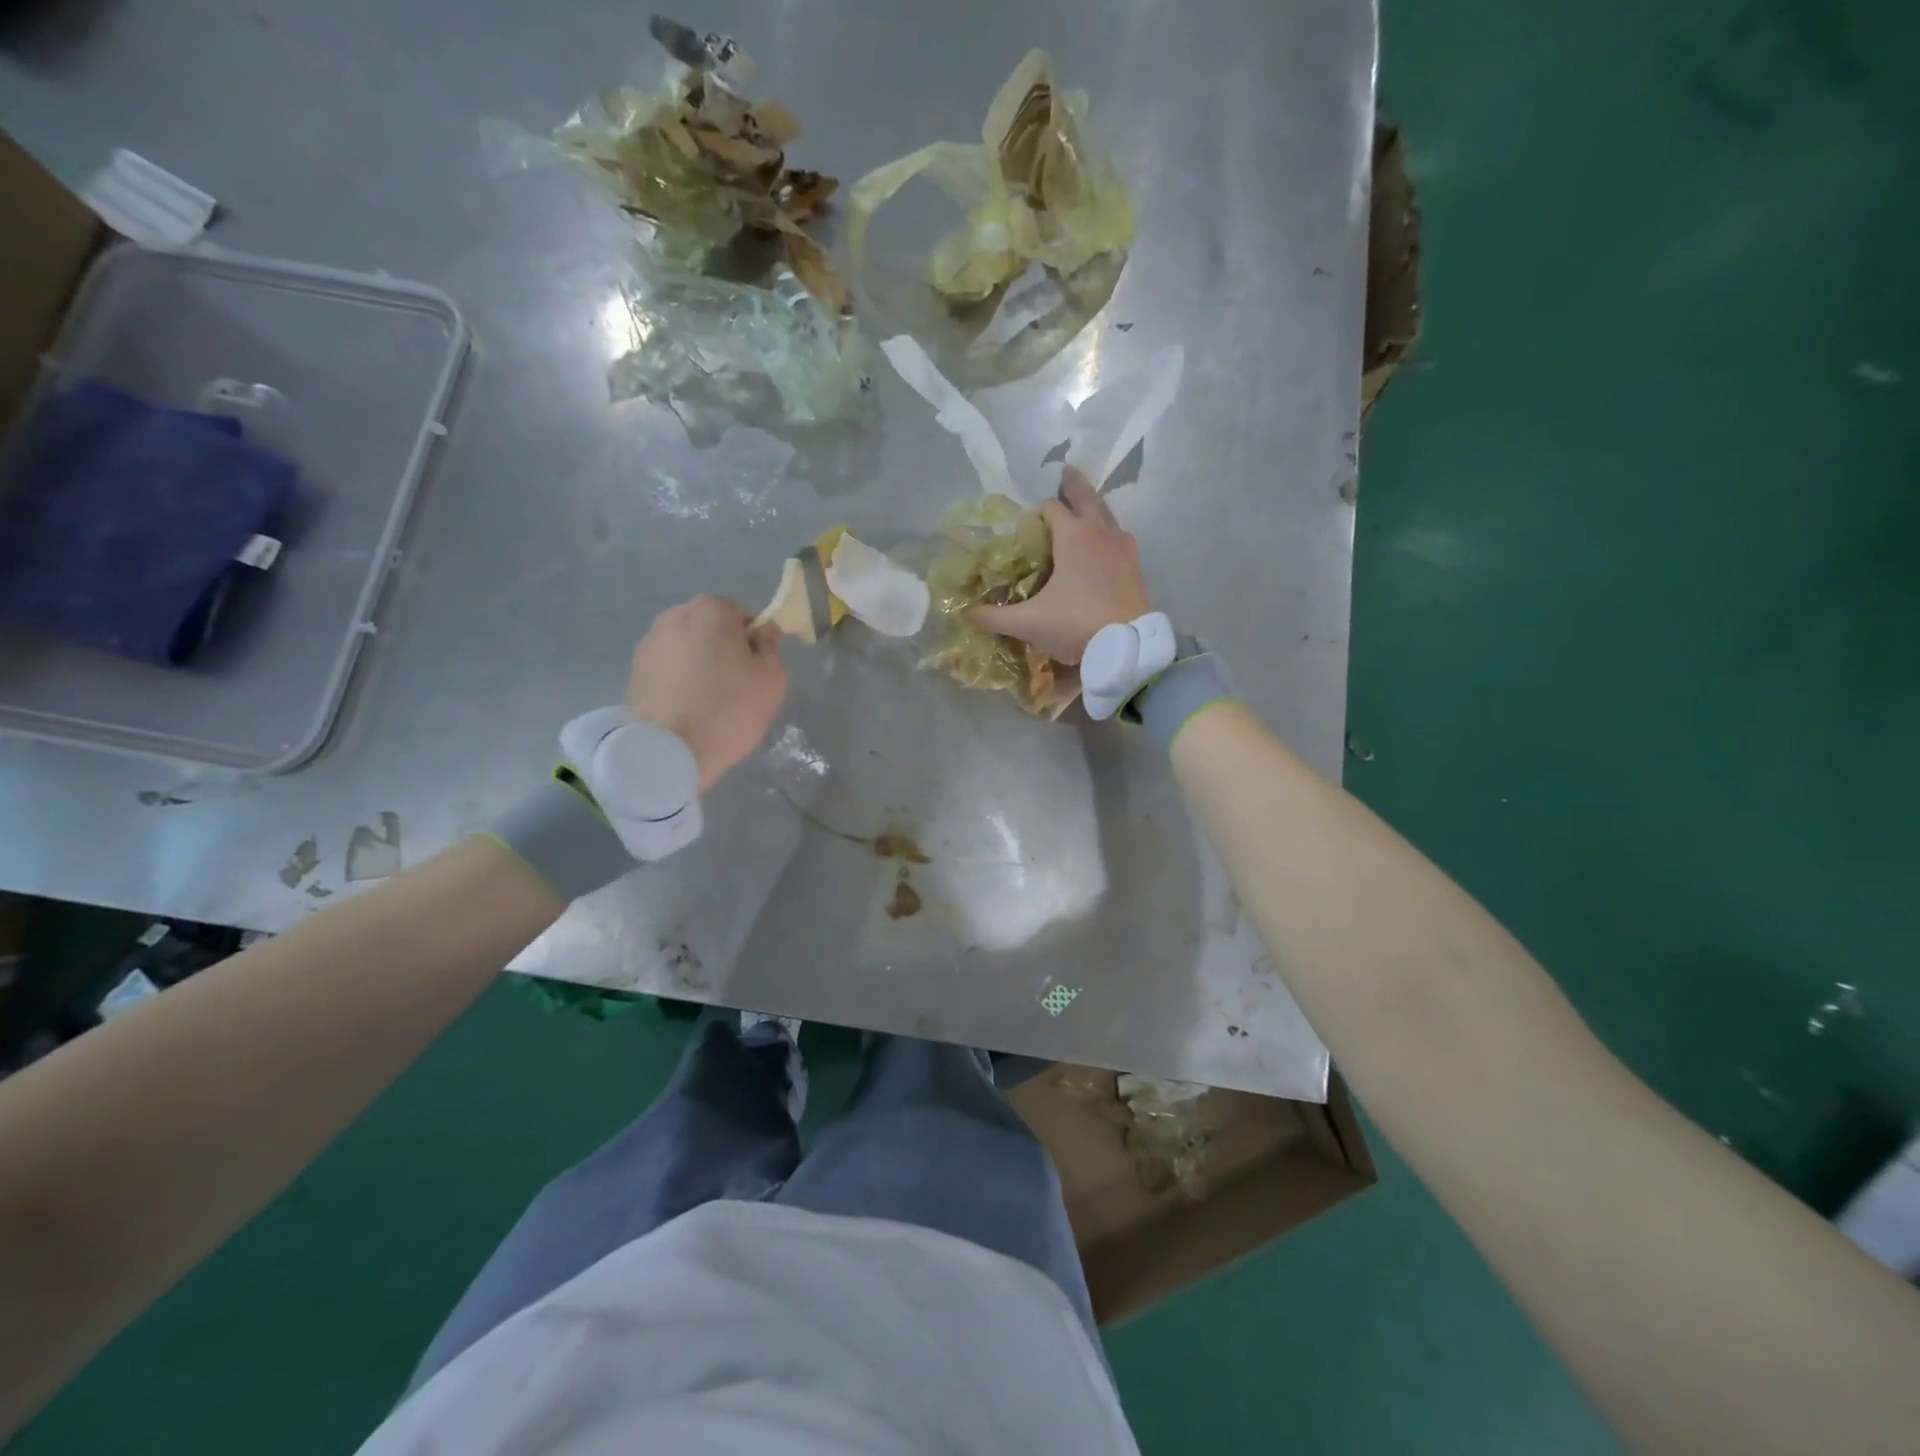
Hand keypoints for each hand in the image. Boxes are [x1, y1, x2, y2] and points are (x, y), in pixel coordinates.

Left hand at [626, 596, 788, 792]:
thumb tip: (763, 633)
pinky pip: (668, 667)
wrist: (670, 752)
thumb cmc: (729, 710)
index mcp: (711, 610)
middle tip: (734, 686)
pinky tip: (686, 708)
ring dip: (699, 663)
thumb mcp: (773, 679)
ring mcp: (649, 643)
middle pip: (711, 627)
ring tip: (707, 701)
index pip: (742, 615)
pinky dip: (679, 680)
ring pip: (687, 647)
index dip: (753, 641)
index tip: (755, 670)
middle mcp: (674, 616)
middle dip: (723, 648)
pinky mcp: (634, 671)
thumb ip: (771, 648)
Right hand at [968, 468, 1151, 663]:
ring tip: (1086, 508)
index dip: (1037, 511)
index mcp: (1072, 537)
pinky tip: (1107, 545)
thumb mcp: (1028, 623)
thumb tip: (966, 615)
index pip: (1051, 509)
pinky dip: (1110, 533)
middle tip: (1066, 473)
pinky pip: (1121, 538)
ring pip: (1107, 515)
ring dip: (1094, 508)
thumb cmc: (1075, 625)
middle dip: (1074, 486)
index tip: (1028, 521)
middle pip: (1086, 497)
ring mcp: (1122, 547)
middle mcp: (1099, 533)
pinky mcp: (1136, 565)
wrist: (1127, 646)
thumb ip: (994, 617)